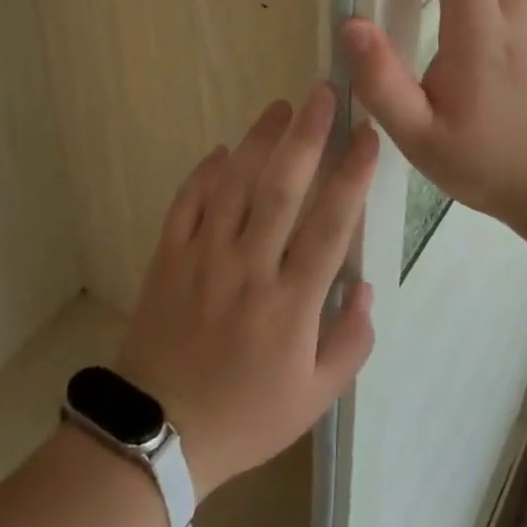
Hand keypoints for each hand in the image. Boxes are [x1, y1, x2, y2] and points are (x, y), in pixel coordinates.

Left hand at [115, 85, 377, 498]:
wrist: (160, 432)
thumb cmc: (246, 416)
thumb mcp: (314, 398)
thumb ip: (350, 342)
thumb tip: (366, 286)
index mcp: (291, 303)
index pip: (330, 225)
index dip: (352, 175)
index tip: (366, 135)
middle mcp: (249, 268)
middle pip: (282, 189)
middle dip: (307, 137)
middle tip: (323, 94)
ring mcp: (204, 256)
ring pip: (235, 184)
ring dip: (259, 141)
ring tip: (280, 107)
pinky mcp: (168, 255)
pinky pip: (187, 202)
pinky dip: (204, 172)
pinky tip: (223, 150)